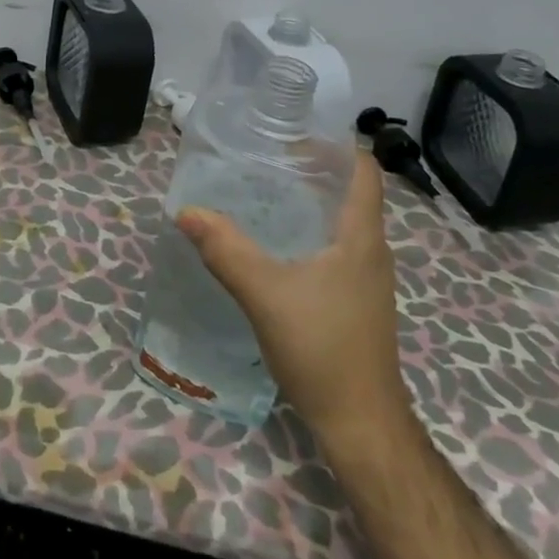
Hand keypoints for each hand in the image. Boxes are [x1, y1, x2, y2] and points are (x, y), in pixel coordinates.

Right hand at [178, 150, 409, 441]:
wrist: (361, 424)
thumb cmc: (322, 348)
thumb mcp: (265, 294)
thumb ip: (226, 250)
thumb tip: (187, 211)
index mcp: (360, 237)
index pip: (363, 170)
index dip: (335, 145)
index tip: (293, 135)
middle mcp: (371, 251)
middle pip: (350, 192)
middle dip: (313, 170)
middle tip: (266, 160)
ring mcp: (367, 280)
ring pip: (342, 223)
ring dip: (310, 203)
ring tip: (265, 194)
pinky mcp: (357, 303)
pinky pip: (336, 250)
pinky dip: (309, 234)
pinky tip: (276, 247)